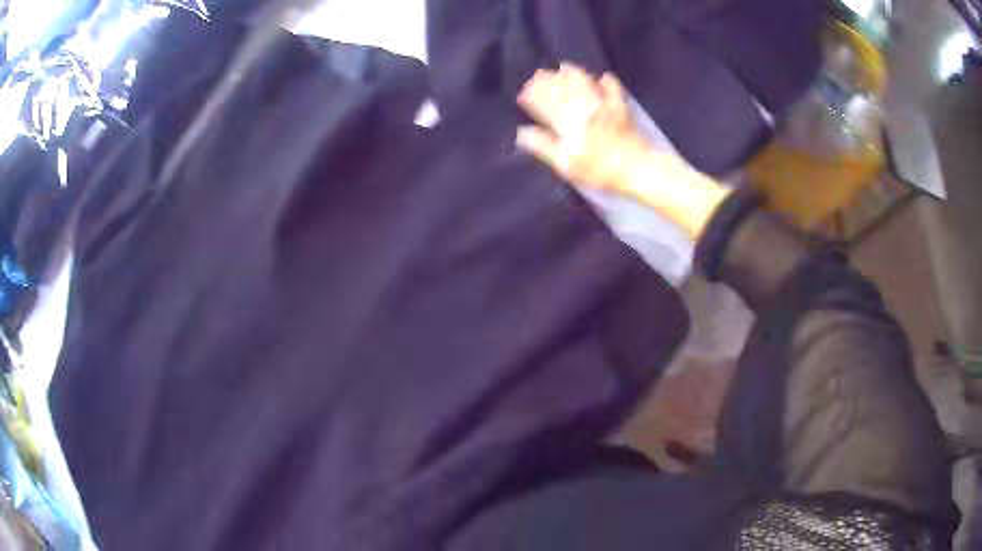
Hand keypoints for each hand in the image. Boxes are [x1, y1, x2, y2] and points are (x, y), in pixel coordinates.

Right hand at [516, 64, 729, 238]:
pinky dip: (608, 82)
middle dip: (548, 81)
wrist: (636, 168)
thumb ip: (544, 146)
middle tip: (539, 73)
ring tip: (564, 67)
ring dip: (573, 74)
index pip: (546, 105)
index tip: (524, 90)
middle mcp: (582, 109)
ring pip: (585, 84)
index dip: (534, 96)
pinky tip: (604, 76)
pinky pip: (614, 90)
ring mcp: (603, 106)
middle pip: (562, 90)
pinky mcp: (621, 109)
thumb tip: (522, 133)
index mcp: (567, 123)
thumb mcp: (566, 164)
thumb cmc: (599, 169)